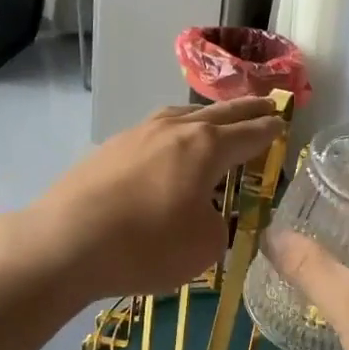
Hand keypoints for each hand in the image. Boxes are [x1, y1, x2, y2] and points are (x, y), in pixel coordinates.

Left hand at [17, 99, 285, 300]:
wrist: (64, 242)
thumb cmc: (145, 245)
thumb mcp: (203, 246)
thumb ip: (218, 224)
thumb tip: (206, 212)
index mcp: (206, 147)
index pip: (250, 133)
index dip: (270, 130)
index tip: (284, 122)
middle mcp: (174, 129)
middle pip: (220, 114)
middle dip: (247, 110)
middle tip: (267, 103)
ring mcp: (138, 133)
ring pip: (183, 115)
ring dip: (207, 116)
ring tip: (218, 120)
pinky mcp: (110, 147)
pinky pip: (156, 131)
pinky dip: (175, 133)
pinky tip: (169, 146)